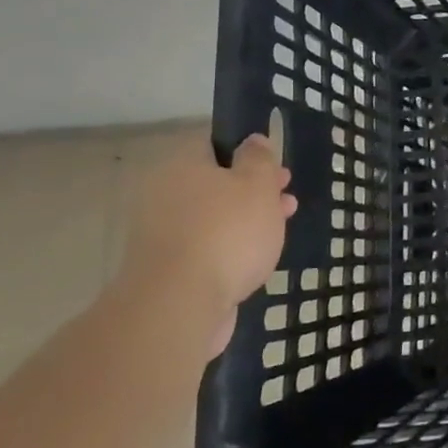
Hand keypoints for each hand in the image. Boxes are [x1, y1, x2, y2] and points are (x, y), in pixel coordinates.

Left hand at [118, 133, 296, 355]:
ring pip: (213, 218)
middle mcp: (165, 196)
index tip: (276, 168)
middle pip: (215, 184)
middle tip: (285, 199)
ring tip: (280, 230)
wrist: (179, 306)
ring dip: (245, 221)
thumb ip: (259, 160)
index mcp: (182, 167)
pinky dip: (229, 249)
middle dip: (253, 191)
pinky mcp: (167, 271)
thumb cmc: (226, 233)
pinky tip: (253, 259)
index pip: (214, 145)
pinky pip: (205, 249)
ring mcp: (162, 236)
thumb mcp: (257, 185)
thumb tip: (253, 141)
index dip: (248, 152)